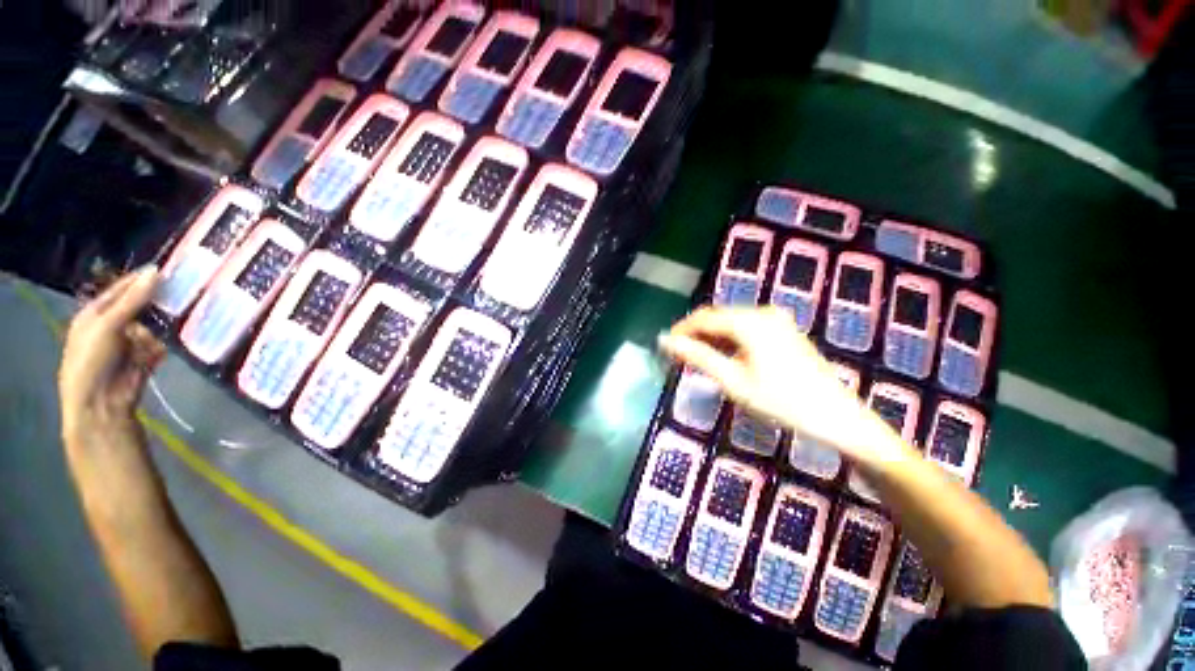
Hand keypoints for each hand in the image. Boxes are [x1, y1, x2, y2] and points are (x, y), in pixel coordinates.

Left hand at [59, 267, 164, 438]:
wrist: (100, 403)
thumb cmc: (92, 359)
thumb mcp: (108, 325)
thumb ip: (133, 299)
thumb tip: (156, 271)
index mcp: (97, 312)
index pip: (122, 288)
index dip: (142, 279)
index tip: (168, 269)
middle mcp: (114, 324)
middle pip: (142, 306)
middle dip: (157, 305)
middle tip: (179, 296)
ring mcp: (130, 341)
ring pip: (154, 326)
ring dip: (157, 330)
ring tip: (156, 337)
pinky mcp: (145, 357)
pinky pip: (160, 345)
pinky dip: (159, 348)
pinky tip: (155, 355)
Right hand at [658, 306, 907, 464]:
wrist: (837, 417)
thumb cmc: (781, 401)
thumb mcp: (733, 380)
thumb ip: (697, 356)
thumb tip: (666, 341)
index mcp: (749, 322)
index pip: (703, 318)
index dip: (681, 330)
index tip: (665, 346)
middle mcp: (762, 313)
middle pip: (717, 317)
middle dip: (695, 334)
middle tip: (679, 357)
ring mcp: (776, 320)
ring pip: (731, 323)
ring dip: (711, 338)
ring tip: (697, 360)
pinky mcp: (783, 330)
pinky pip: (746, 328)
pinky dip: (729, 340)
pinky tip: (723, 357)